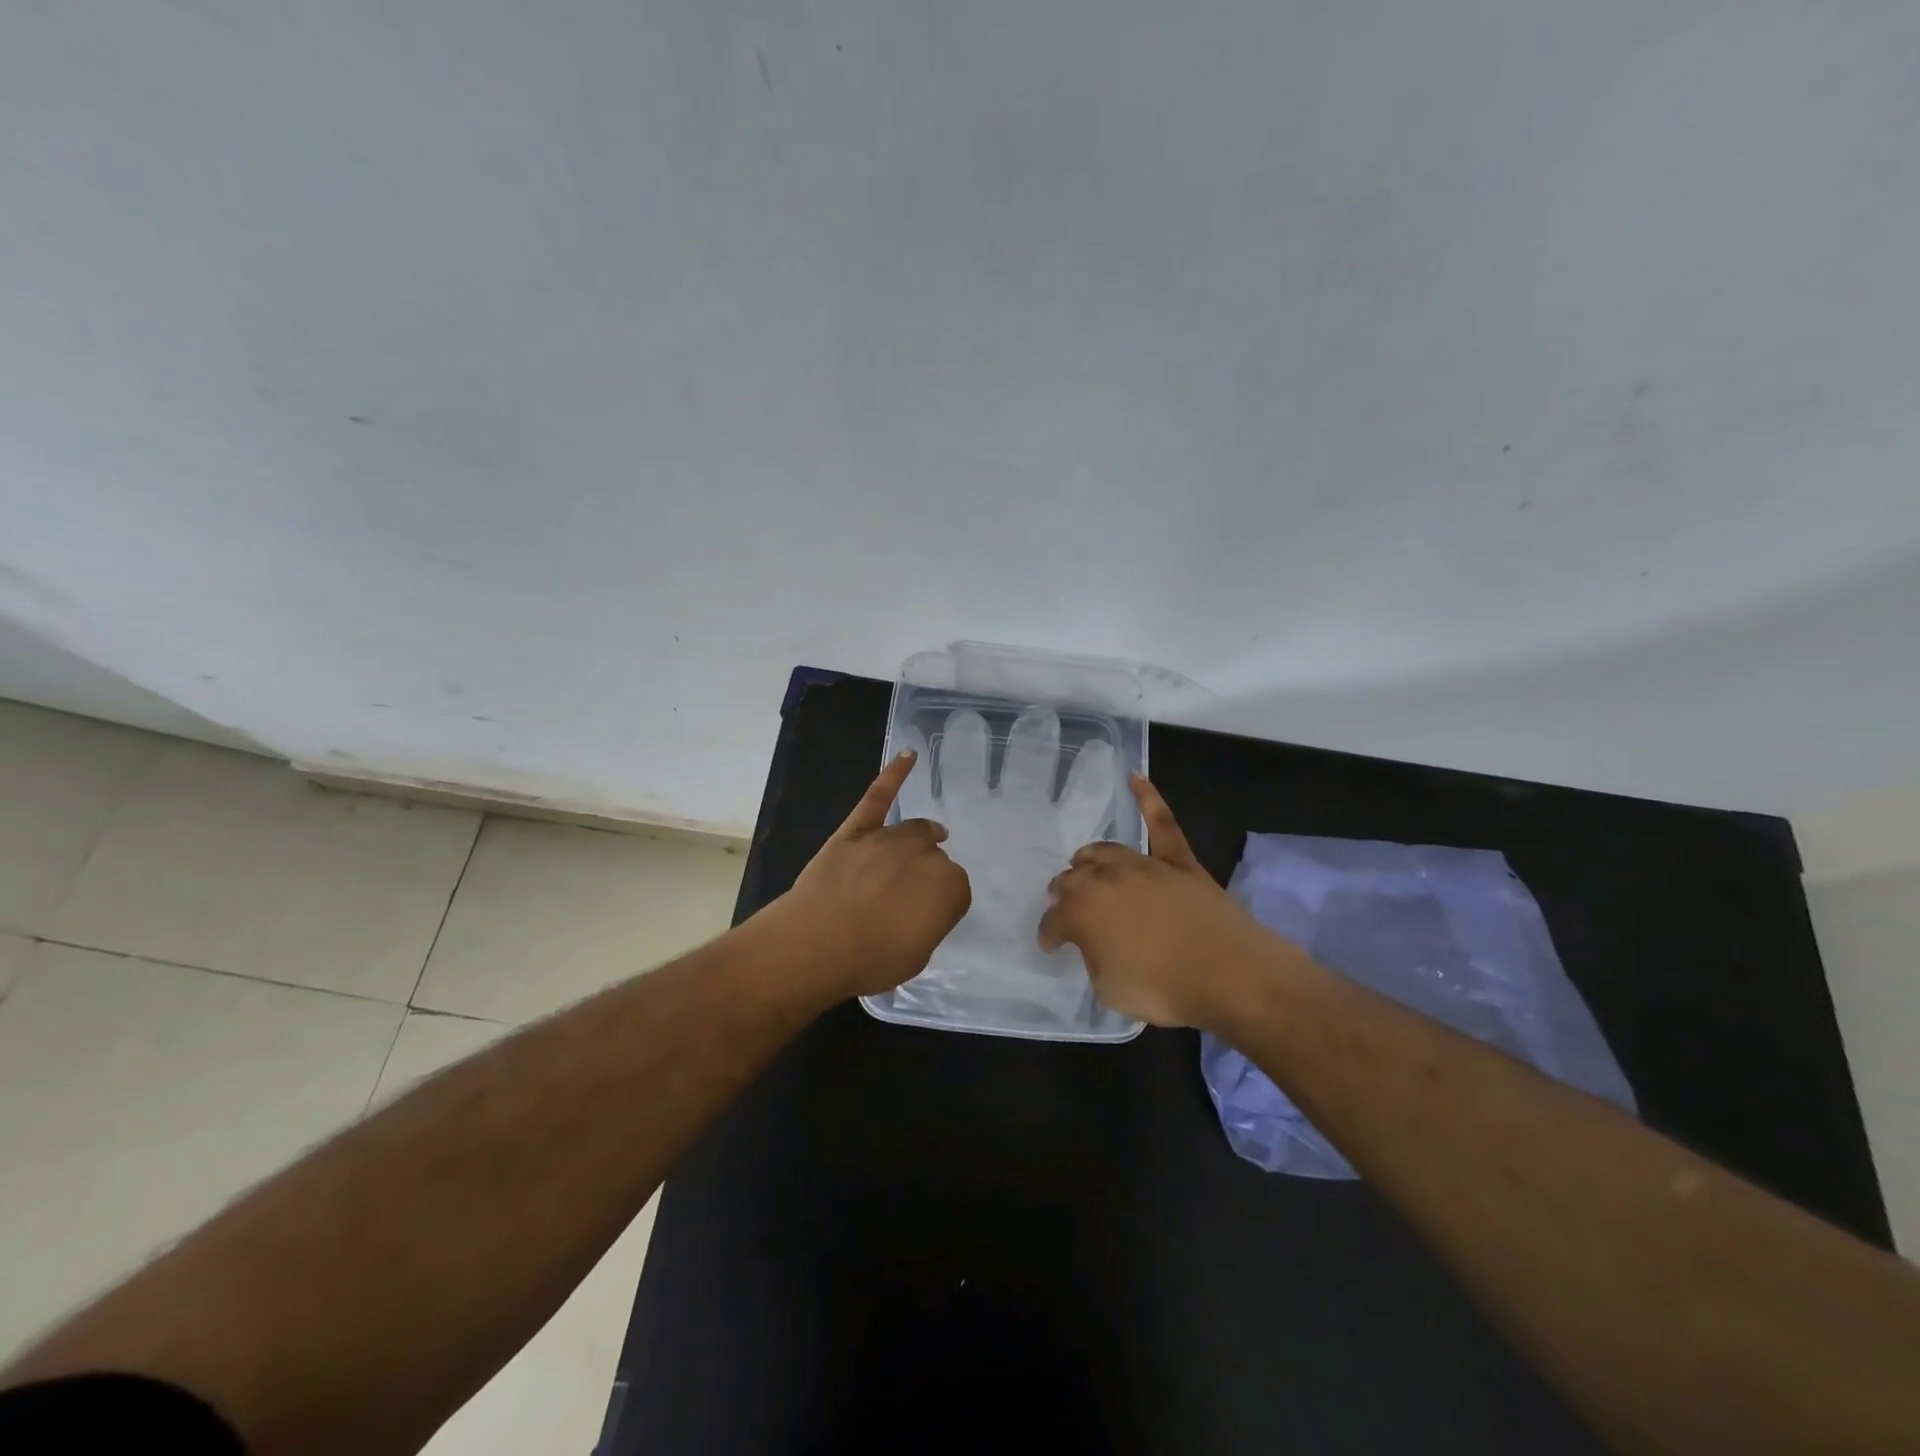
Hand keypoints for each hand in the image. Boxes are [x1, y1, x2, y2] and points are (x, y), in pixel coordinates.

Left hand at [773, 751, 971, 1000]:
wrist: (816, 944)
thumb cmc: (871, 959)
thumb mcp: (917, 954)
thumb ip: (929, 922)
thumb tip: (924, 907)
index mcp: (948, 887)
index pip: (957, 890)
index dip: (941, 904)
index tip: (926, 918)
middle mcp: (925, 854)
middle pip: (936, 857)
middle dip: (927, 874)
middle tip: (909, 897)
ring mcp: (888, 838)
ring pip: (914, 831)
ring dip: (920, 838)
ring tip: (926, 841)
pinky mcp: (857, 829)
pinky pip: (879, 796)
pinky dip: (894, 774)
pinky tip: (908, 755)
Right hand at [1038, 774, 1292, 1029]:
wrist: (1230, 975)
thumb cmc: (1164, 989)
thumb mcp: (1109, 988)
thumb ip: (1094, 958)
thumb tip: (1097, 943)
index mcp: (1082, 912)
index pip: (1054, 920)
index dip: (1049, 934)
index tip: (1050, 945)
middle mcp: (1106, 879)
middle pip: (1074, 880)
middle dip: (1063, 894)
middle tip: (1064, 907)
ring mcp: (1145, 866)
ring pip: (1105, 852)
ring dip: (1088, 859)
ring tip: (1082, 864)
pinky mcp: (1179, 862)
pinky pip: (1162, 823)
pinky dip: (1148, 798)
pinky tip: (1135, 777)